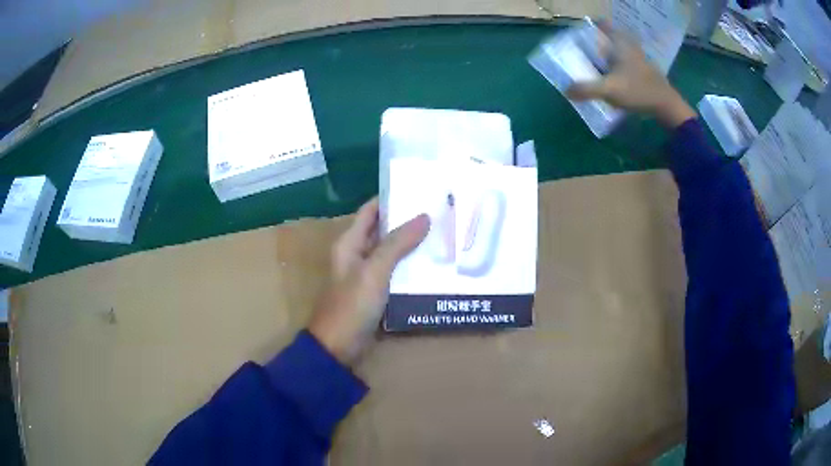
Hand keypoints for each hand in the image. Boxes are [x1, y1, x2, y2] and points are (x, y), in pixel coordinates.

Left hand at [308, 198, 429, 364]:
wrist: (339, 346)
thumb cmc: (352, 305)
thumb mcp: (374, 271)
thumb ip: (397, 243)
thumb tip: (424, 216)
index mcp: (350, 242)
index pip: (371, 210)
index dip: (392, 198)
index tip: (421, 190)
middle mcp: (358, 253)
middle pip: (384, 230)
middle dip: (408, 221)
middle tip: (440, 213)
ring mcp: (368, 274)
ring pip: (393, 252)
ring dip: (413, 245)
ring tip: (444, 234)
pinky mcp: (377, 292)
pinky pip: (396, 272)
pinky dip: (412, 266)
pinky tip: (434, 264)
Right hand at [566, 24, 696, 128]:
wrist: (667, 106)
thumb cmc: (638, 91)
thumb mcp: (609, 90)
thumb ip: (586, 89)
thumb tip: (566, 90)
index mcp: (620, 44)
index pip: (605, 25)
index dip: (595, 25)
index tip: (585, 31)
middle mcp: (630, 47)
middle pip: (612, 38)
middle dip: (600, 42)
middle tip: (587, 50)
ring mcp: (640, 60)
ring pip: (621, 52)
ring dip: (610, 56)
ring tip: (598, 66)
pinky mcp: (646, 73)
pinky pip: (628, 64)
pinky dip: (620, 68)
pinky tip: (614, 79)